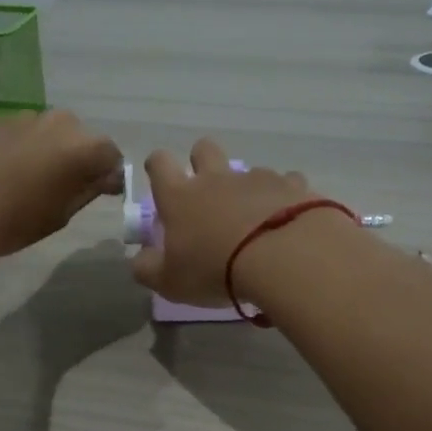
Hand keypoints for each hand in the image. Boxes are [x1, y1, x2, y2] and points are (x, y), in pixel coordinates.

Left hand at [0, 109, 123, 258]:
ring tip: (33, 178)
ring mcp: (26, 117)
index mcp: (84, 147)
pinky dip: (25, 146)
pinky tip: (7, 170)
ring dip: (51, 149)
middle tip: (66, 185)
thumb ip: (89, 189)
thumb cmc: (17, 221)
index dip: (109, 175)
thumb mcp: (63, 213)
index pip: (111, 156)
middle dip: (80, 158)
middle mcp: (60, 122)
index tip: (101, 192)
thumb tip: (105, 178)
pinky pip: (24, 132)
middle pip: (81, 138)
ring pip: (51, 132)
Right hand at [128, 139, 315, 304]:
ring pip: (248, 169)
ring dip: (247, 187)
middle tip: (207, 192)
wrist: (282, 258)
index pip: (159, 163)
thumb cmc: (214, 270)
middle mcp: (216, 179)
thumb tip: (139, 259)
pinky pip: (287, 182)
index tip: (159, 178)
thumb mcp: (169, 282)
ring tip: (254, 218)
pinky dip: (284, 197)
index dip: (157, 166)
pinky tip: (288, 220)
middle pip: (204, 148)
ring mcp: (257, 178)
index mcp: (180, 197)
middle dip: (202, 161)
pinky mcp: (292, 186)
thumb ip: (147, 269)